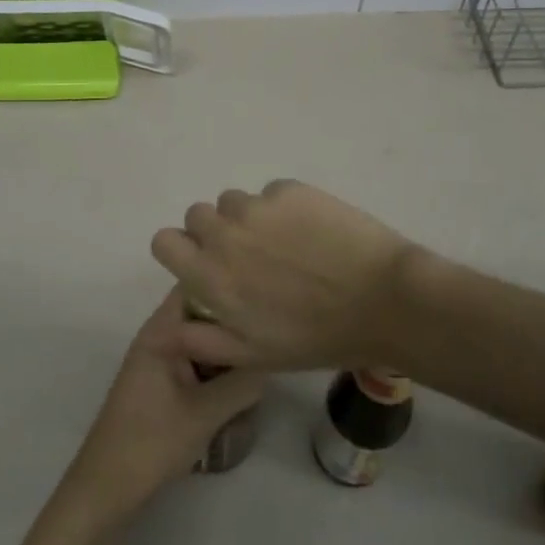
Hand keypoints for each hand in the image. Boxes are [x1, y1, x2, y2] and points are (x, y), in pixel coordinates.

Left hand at [62, 292, 266, 519]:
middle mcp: (159, 336)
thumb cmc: (152, 441)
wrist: (108, 486)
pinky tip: (240, 389)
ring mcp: (160, 359)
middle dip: (234, 324)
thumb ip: (243, 382)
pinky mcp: (163, 382)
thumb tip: (272, 358)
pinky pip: (197, 362)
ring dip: (228, 351)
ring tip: (261, 364)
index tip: (263, 297)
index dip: (228, 283)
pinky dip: (217, 370)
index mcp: (161, 331)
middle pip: (203, 314)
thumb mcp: (206, 412)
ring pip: (203, 340)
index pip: (196, 286)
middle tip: (270, 337)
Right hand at [149, 180, 422, 371]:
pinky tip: (311, 232)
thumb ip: (200, 340)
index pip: (164, 241)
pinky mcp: (290, 189)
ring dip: (248, 219)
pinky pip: (272, 193)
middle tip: (250, 257)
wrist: (383, 301)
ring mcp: (258, 206)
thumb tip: (161, 331)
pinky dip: (283, 208)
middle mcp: (224, 233)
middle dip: (214, 233)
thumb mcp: (253, 355)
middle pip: (197, 215)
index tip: (204, 263)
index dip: (181, 251)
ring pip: (235, 202)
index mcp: (211, 275)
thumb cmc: (316, 337)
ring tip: (285, 245)